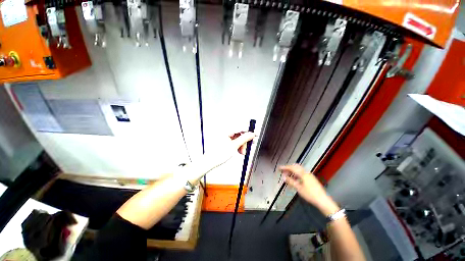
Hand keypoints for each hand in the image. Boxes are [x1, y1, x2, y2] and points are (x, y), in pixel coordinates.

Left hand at [201, 132, 254, 171]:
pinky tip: (239, 150)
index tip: (255, 135)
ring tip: (242, 151)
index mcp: (226, 130)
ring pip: (238, 138)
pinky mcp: (225, 140)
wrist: (210, 162)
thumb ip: (244, 139)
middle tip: (249, 146)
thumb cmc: (217, 154)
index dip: (249, 132)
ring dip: (242, 144)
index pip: (241, 127)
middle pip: (240, 133)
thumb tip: (251, 134)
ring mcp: (225, 136)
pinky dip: (238, 145)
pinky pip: (234, 141)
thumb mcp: (234, 146)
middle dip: (245, 140)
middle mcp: (225, 132)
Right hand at [280, 164, 338, 215]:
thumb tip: (284, 177)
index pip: (292, 168)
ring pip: (299, 170)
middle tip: (283, 171)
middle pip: (296, 167)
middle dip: (289, 168)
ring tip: (288, 175)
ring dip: (293, 171)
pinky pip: (302, 173)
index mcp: (303, 174)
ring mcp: (310, 175)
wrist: (323, 200)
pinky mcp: (312, 179)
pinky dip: (297, 174)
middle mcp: (306, 173)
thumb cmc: (310, 194)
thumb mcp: (299, 188)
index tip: (279, 168)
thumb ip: (291, 181)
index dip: (285, 167)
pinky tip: (295, 179)